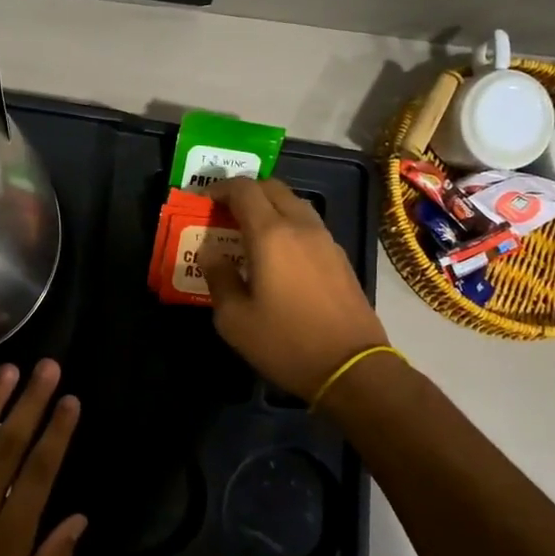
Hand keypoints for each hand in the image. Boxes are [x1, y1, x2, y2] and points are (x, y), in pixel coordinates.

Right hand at [201, 177, 390, 400]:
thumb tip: (210, 251)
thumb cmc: (286, 343)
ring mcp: (325, 240)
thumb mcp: (235, 319)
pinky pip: (308, 224)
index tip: (202, 202)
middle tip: (224, 213)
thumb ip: (218, 277)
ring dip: (269, 206)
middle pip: (272, 187)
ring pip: (294, 203)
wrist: (351, 368)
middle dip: (245, 192)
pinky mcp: (340, 257)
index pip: (243, 189)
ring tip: (249, 232)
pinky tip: (278, 254)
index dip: (220, 188)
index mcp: (271, 234)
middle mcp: (301, 226)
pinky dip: (288, 224)